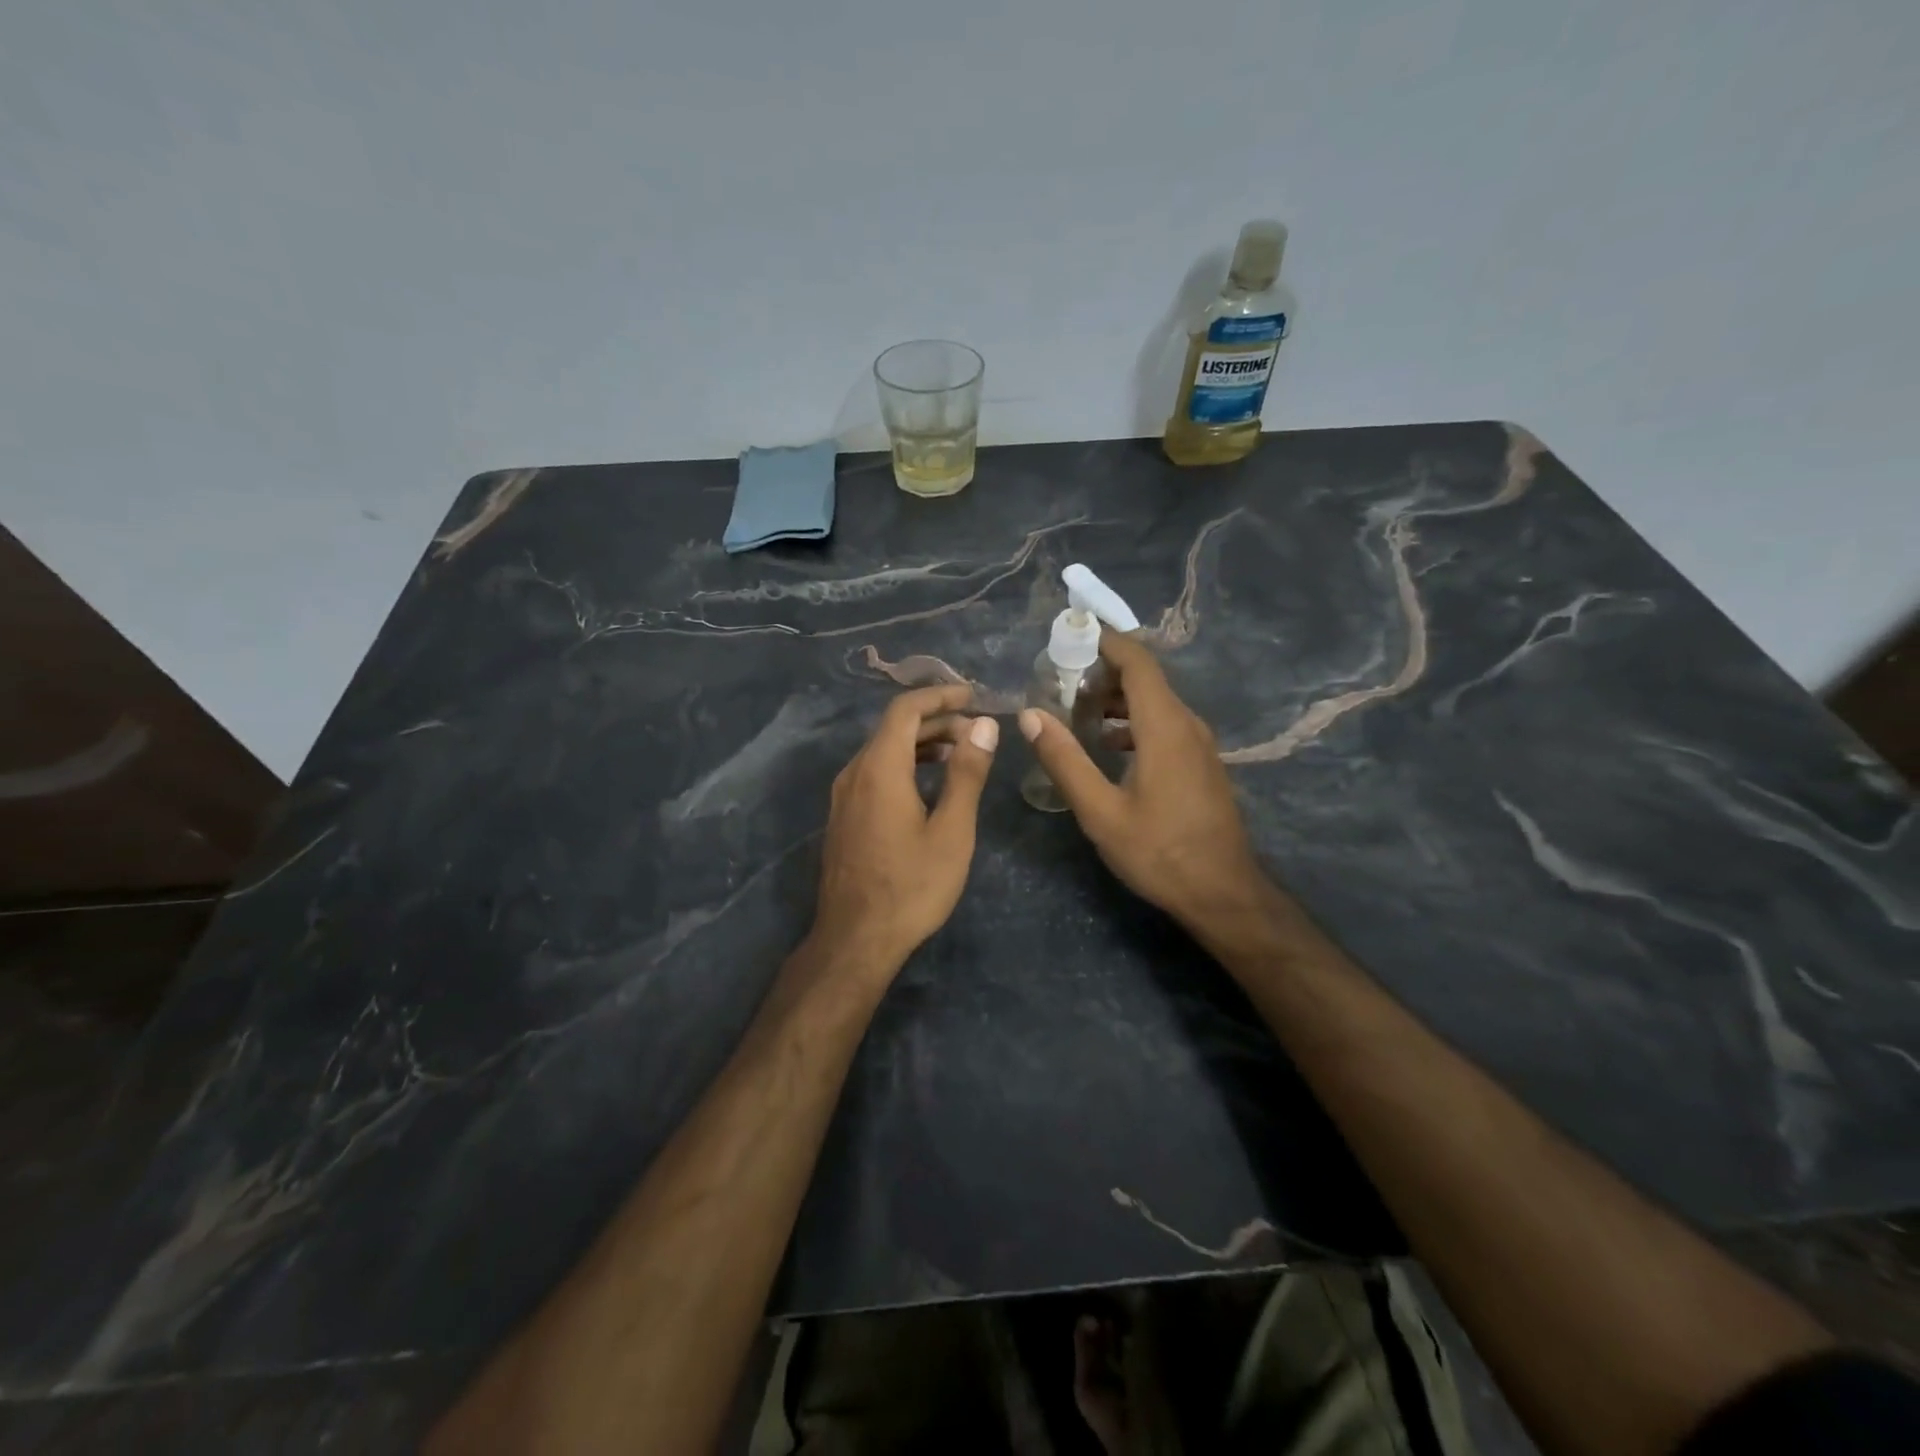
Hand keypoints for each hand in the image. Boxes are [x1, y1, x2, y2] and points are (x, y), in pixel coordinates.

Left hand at [809, 684, 999, 979]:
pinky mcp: (843, 817)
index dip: (940, 695)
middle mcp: (854, 772)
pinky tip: (929, 785)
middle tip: (977, 731)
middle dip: (936, 721)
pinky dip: (905, 764)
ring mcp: (844, 796)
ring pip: (883, 751)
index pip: (905, 709)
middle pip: (893, 728)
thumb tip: (984, 726)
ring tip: (961, 753)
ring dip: (921, 743)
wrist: (855, 939)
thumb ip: (966, 774)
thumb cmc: (911, 886)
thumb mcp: (951, 830)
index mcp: (880, 768)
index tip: (972, 695)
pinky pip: (874, 773)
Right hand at [1019, 633, 1265, 932]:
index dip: (1104, 641)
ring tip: (1076, 714)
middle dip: (1101, 672)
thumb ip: (1065, 760)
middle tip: (1059, 684)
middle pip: (1145, 678)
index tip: (1068, 636)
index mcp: (1164, 726)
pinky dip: (1132, 721)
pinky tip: (1107, 746)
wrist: (1223, 893)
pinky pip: (1164, 723)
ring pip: (1154, 702)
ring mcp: (1198, 743)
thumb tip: (1030, 715)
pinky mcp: (1200, 762)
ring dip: (1116, 699)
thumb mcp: (1100, 811)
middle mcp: (1186, 723)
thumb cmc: (1159, 851)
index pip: (1137, 661)